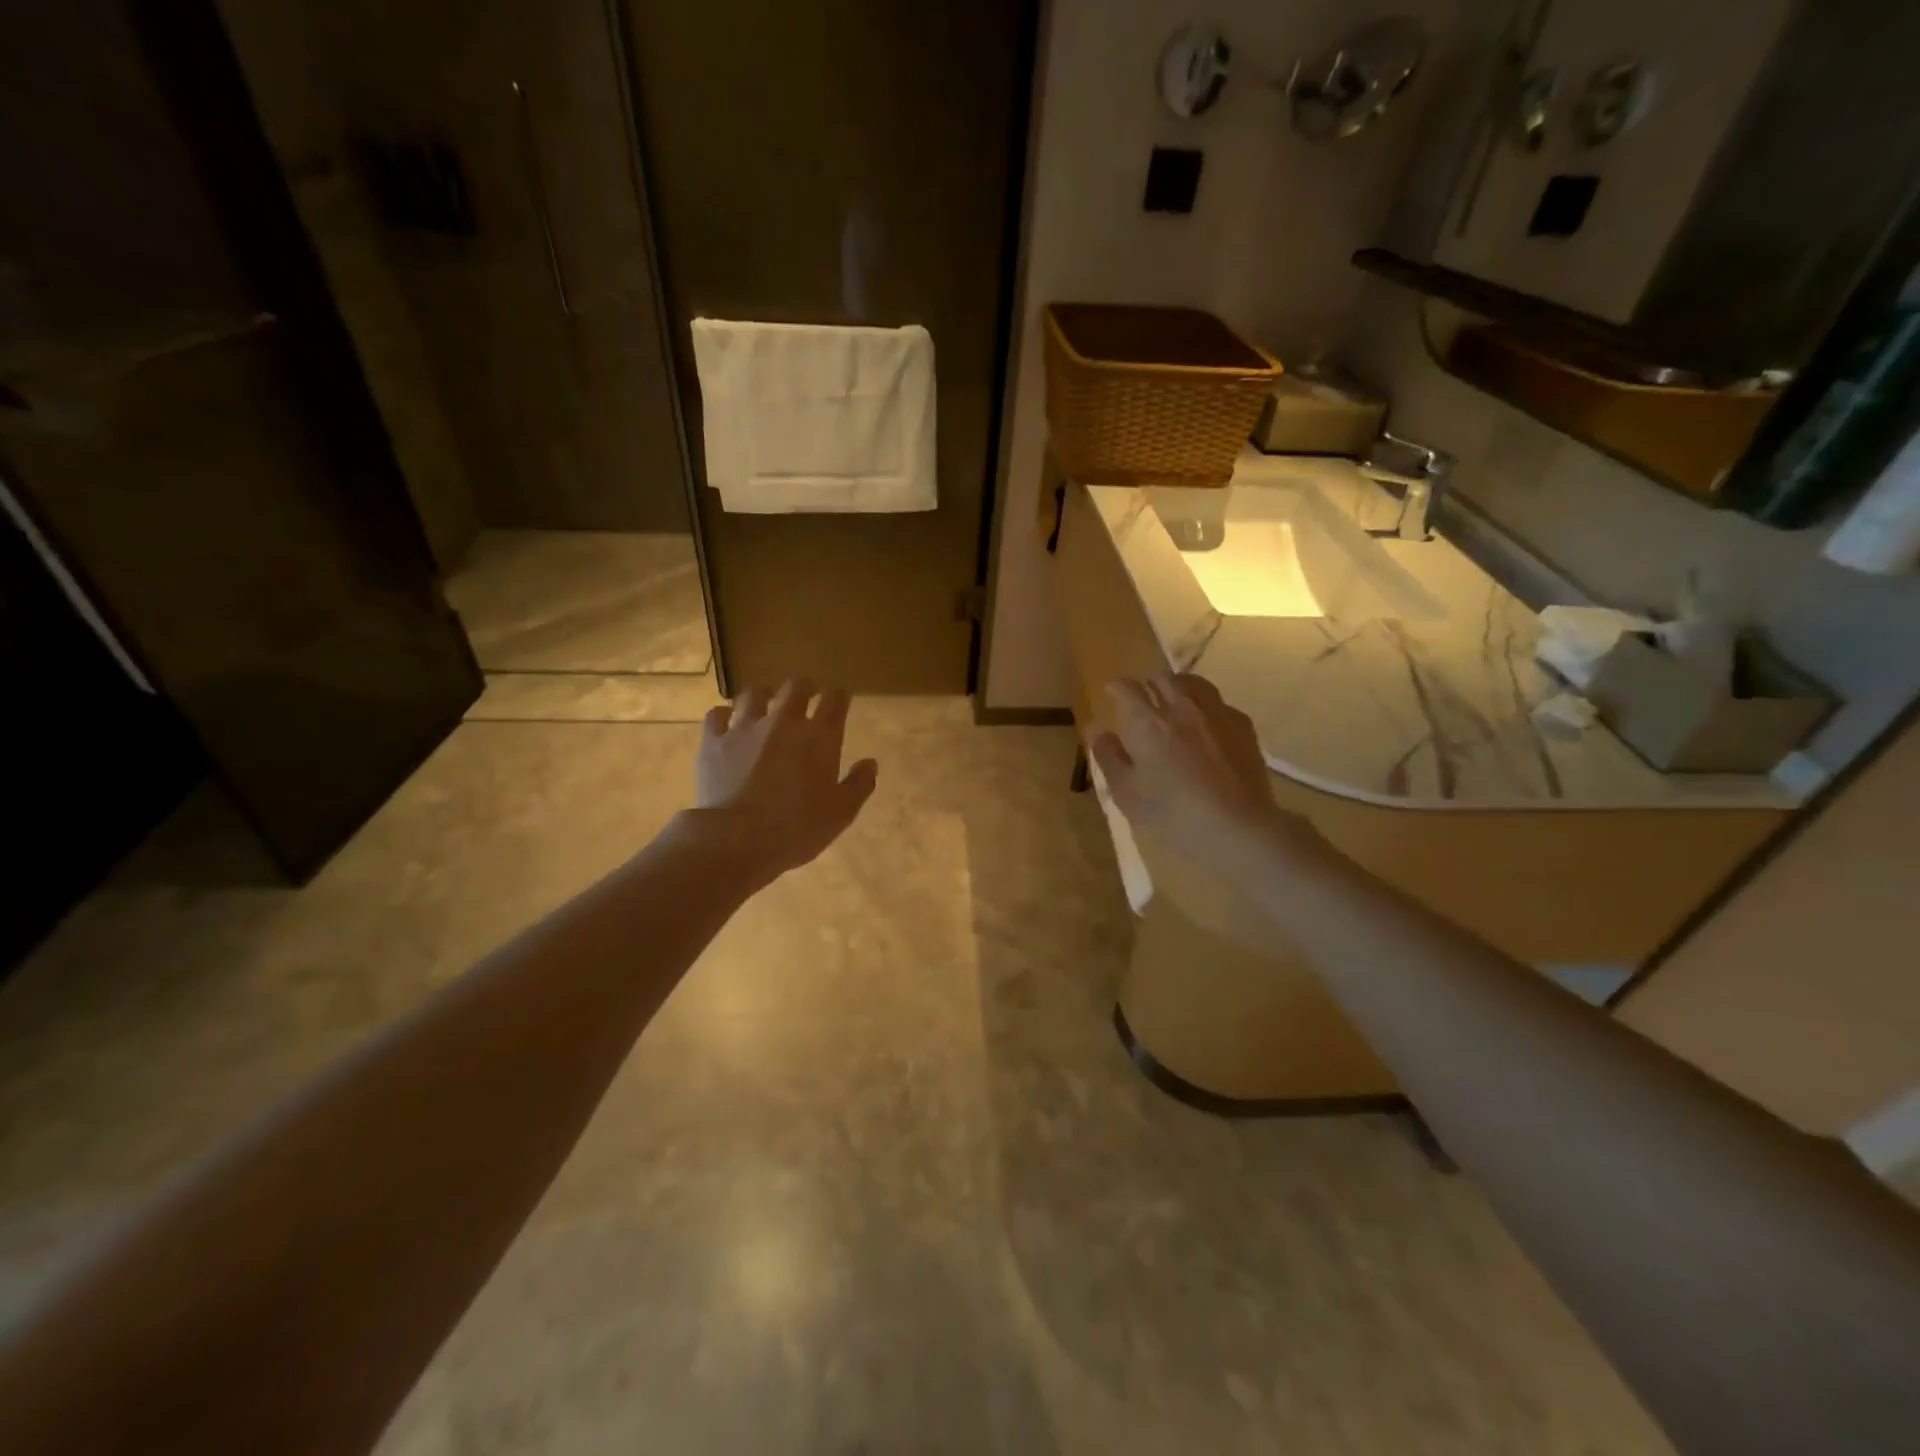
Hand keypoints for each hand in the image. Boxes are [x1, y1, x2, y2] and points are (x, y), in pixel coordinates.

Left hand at [691, 678, 878, 884]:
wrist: (736, 839)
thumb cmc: (797, 828)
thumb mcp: (841, 813)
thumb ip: (859, 784)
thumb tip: (870, 763)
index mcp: (819, 737)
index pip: (835, 700)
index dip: (840, 696)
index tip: (841, 700)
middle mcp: (783, 722)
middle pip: (795, 687)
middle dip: (804, 687)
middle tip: (807, 695)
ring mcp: (745, 728)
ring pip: (754, 694)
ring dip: (764, 696)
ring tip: (765, 704)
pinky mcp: (713, 741)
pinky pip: (717, 715)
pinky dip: (724, 715)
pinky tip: (727, 723)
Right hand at [1090, 673, 1319, 880]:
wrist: (1237, 827)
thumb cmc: (1172, 814)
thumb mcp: (1127, 793)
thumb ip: (1108, 756)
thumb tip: (1097, 729)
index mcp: (1146, 723)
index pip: (1125, 688)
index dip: (1115, 688)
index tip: (1112, 695)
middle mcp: (1181, 708)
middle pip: (1161, 678)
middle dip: (1148, 685)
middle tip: (1144, 701)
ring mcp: (1215, 713)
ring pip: (1193, 683)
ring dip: (1178, 688)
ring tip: (1175, 704)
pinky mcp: (1242, 726)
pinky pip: (1219, 703)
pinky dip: (1206, 707)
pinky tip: (1207, 726)